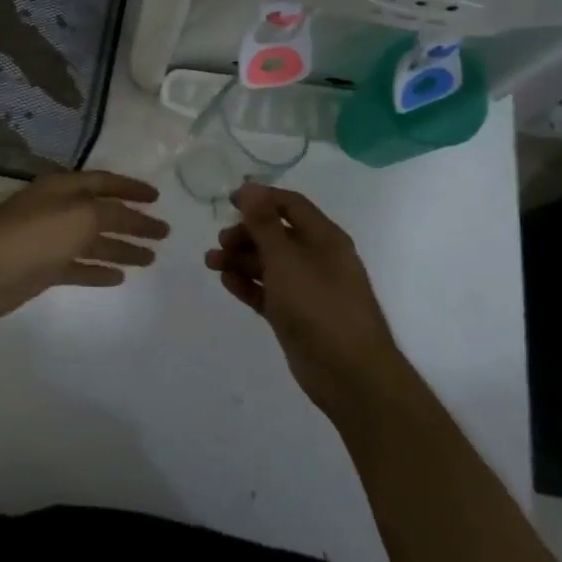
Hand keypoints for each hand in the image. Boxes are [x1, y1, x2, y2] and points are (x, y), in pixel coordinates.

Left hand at [0, 171, 167, 330]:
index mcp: (63, 188)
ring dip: (121, 248)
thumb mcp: (79, 217)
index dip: (131, 188)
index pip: (104, 182)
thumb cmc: (31, 237)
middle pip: (103, 213)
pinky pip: (78, 266)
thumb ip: (109, 214)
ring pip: (93, 241)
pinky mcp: (42, 269)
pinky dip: (98, 270)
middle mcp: (57, 209)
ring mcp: (49, 240)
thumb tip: (130, 216)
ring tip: (151, 258)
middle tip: (164, 233)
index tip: (158, 197)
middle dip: (133, 222)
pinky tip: (120, 277)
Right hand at [204, 183, 400, 429]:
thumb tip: (250, 187)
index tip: (229, 201)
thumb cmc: (319, 306)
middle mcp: (318, 259)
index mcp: (324, 238)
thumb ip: (264, 223)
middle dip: (246, 233)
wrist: (350, 375)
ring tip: (211, 263)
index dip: (261, 198)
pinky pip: (268, 292)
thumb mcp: (286, 259)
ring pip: (270, 264)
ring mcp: (307, 289)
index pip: (291, 205)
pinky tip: (226, 283)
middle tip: (220, 241)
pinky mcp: (297, 316)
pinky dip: (248, 285)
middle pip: (277, 234)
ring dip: (241, 259)